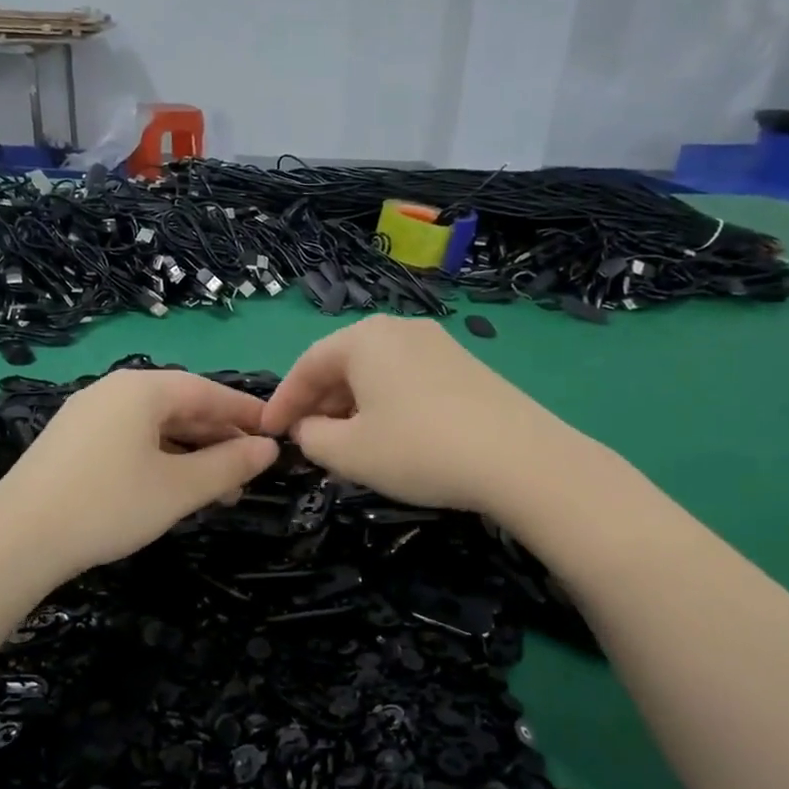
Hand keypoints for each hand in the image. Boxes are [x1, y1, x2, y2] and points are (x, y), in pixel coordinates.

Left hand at [0, 368, 278, 577]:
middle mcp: (113, 391)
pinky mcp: (71, 442)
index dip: (246, 412)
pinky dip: (159, 460)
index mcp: (142, 389)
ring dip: (190, 455)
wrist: (16, 540)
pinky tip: (171, 489)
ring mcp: (87, 415)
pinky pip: (129, 440)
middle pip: (180, 407)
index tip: (277, 433)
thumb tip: (269, 449)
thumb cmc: (108, 506)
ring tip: (217, 491)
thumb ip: (229, 466)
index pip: (208, 392)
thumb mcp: (179, 489)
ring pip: (154, 427)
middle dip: (218, 439)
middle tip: (250, 472)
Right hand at [260, 315, 578, 518]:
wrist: (520, 459)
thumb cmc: (417, 449)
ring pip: (376, 374)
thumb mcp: (348, 452)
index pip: (307, 365)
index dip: (282, 402)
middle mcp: (400, 329)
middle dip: (318, 404)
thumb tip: (307, 429)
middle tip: (305, 441)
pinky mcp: (465, 367)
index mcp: (364, 338)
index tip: (268, 433)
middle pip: (343, 364)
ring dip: (351, 407)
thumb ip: (311, 438)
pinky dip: (384, 406)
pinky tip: (389, 438)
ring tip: (344, 445)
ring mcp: (438, 344)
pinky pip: (406, 381)